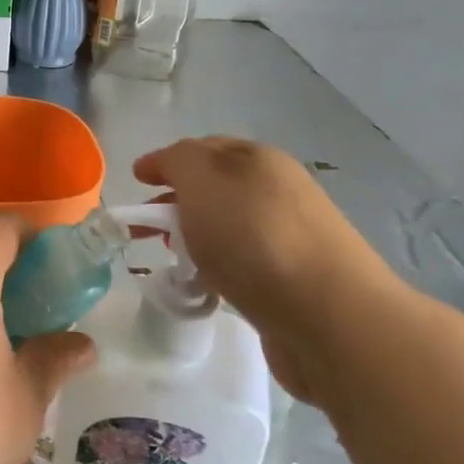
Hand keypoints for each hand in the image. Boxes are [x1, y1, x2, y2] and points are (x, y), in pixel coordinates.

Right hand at [133, 137, 396, 400]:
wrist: (327, 314)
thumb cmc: (254, 236)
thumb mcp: (202, 179)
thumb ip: (178, 161)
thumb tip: (169, 166)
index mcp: (258, 159)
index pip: (203, 148)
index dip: (166, 161)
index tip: (136, 181)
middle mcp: (278, 190)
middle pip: (216, 187)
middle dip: (176, 200)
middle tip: (144, 226)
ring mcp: (290, 236)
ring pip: (229, 226)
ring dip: (196, 234)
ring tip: (172, 258)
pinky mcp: (294, 280)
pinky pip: (244, 262)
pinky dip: (219, 266)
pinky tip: (208, 286)